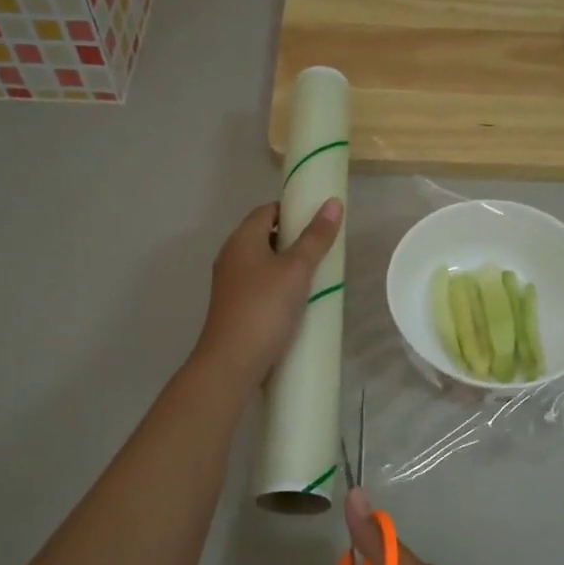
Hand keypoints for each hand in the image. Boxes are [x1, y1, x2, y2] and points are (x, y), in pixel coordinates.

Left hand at [193, 198, 342, 385]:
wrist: (232, 362)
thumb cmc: (264, 308)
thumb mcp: (296, 269)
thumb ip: (315, 237)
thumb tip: (333, 202)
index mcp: (242, 240)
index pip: (267, 210)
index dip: (293, 210)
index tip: (320, 221)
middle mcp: (232, 257)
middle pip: (265, 236)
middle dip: (294, 239)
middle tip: (324, 249)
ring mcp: (231, 284)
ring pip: (263, 264)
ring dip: (288, 266)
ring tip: (317, 275)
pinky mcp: (235, 308)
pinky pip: (261, 287)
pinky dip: (279, 287)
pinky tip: (298, 302)